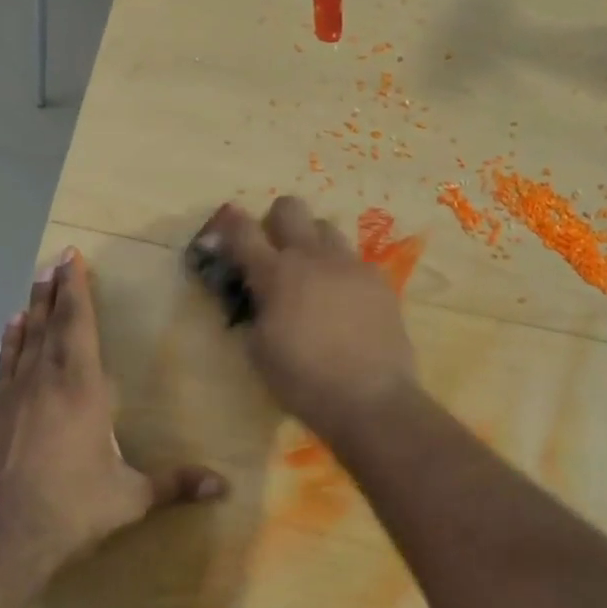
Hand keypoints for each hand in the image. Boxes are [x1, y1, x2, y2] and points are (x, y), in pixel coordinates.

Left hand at [0, 247, 226, 575]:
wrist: (3, 538)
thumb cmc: (72, 509)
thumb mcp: (130, 498)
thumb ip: (175, 484)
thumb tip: (224, 486)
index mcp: (80, 389)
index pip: (78, 326)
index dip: (76, 290)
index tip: (72, 258)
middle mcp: (45, 381)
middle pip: (51, 324)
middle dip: (55, 290)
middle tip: (56, 260)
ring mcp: (15, 396)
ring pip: (26, 339)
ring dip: (33, 309)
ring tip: (36, 283)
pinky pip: (6, 364)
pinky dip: (11, 342)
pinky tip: (12, 328)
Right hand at [190, 198, 417, 439]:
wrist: (370, 399)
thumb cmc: (302, 381)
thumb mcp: (259, 350)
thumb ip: (254, 313)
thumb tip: (257, 298)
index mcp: (275, 274)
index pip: (243, 232)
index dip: (231, 223)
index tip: (227, 223)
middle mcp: (313, 257)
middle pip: (291, 207)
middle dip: (277, 220)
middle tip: (275, 249)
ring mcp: (350, 265)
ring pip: (327, 228)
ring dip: (312, 242)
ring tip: (313, 274)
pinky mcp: (379, 281)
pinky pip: (354, 260)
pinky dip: (341, 272)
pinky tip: (344, 301)